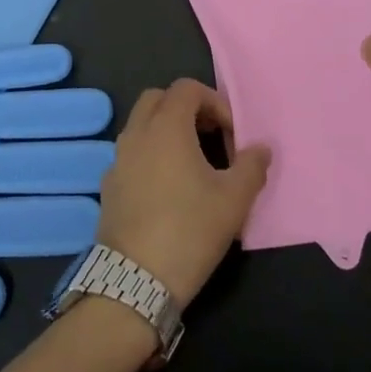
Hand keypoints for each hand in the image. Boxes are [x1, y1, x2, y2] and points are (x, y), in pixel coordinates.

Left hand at [97, 79, 270, 303]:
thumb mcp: (234, 200)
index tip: (231, 133)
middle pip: (158, 98)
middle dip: (186, 109)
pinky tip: (167, 190)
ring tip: (191, 164)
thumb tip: (261, 148)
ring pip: (141, 125)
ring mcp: (117, 160)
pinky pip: (131, 154)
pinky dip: (150, 155)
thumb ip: (252, 166)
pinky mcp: (108, 187)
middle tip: (209, 136)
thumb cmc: (189, 230)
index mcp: (166, 126)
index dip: (214, 102)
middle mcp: (136, 134)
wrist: (134, 283)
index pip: (187, 88)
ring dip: (166, 131)